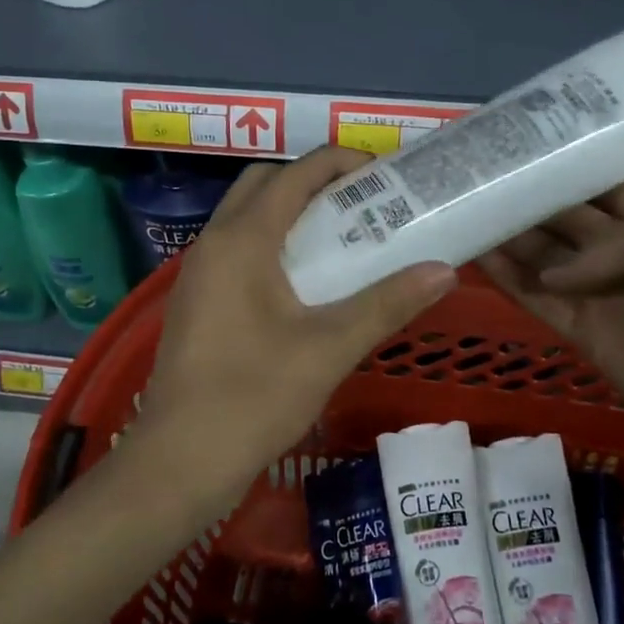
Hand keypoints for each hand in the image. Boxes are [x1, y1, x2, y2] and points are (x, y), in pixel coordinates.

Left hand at [139, 147, 455, 505]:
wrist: (179, 460)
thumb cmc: (254, 397)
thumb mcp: (330, 348)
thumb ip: (387, 303)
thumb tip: (444, 271)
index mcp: (242, 239)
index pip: (296, 173)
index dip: (341, 163)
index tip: (384, 174)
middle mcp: (214, 242)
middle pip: (265, 184)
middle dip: (313, 181)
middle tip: (362, 204)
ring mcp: (199, 272)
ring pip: (247, 216)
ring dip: (291, 212)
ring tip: (342, 237)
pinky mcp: (196, 300)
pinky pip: (237, 248)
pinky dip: (272, 242)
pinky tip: (306, 283)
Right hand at [478, 179, 623, 461]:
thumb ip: (603, 241)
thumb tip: (554, 274)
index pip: (596, 182)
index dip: (557, 165)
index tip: (508, 146)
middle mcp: (623, 248)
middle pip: (561, 218)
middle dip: (522, 199)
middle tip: (468, 178)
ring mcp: (601, 292)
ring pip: (541, 257)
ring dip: (505, 237)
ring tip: (458, 210)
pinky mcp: (584, 333)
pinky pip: (537, 299)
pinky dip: (506, 279)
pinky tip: (472, 254)